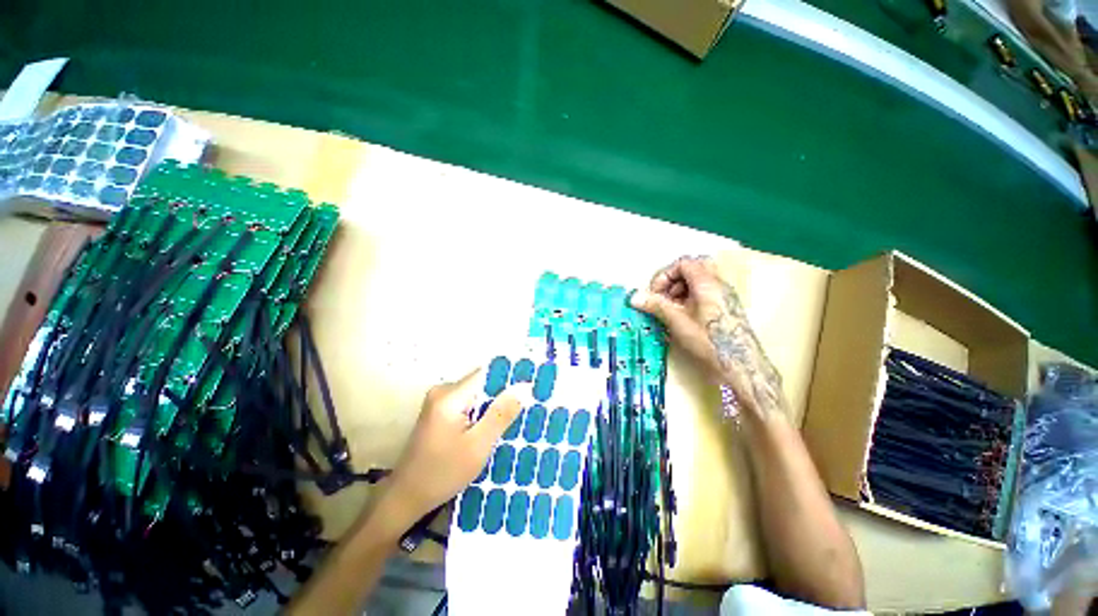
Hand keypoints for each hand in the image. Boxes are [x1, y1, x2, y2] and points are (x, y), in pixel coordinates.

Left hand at [385, 369, 529, 524]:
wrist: (406, 497)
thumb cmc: (442, 474)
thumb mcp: (478, 446)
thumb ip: (501, 414)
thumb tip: (524, 386)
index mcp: (450, 395)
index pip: (488, 373)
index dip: (511, 377)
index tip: (532, 385)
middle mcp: (444, 390)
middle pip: (483, 382)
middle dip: (505, 393)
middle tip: (528, 404)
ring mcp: (440, 400)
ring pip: (478, 393)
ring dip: (495, 403)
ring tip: (516, 414)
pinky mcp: (440, 410)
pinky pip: (470, 402)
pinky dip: (483, 410)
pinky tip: (495, 424)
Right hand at [630, 256, 787, 421]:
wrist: (740, 366)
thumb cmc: (708, 340)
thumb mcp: (677, 321)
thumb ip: (655, 305)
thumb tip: (634, 297)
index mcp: (707, 282)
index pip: (683, 263)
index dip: (664, 275)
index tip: (655, 293)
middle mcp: (718, 284)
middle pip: (693, 268)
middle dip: (673, 280)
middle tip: (664, 297)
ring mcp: (724, 296)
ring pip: (699, 281)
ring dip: (680, 290)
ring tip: (671, 310)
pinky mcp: (726, 308)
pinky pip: (705, 293)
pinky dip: (690, 298)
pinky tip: (683, 317)